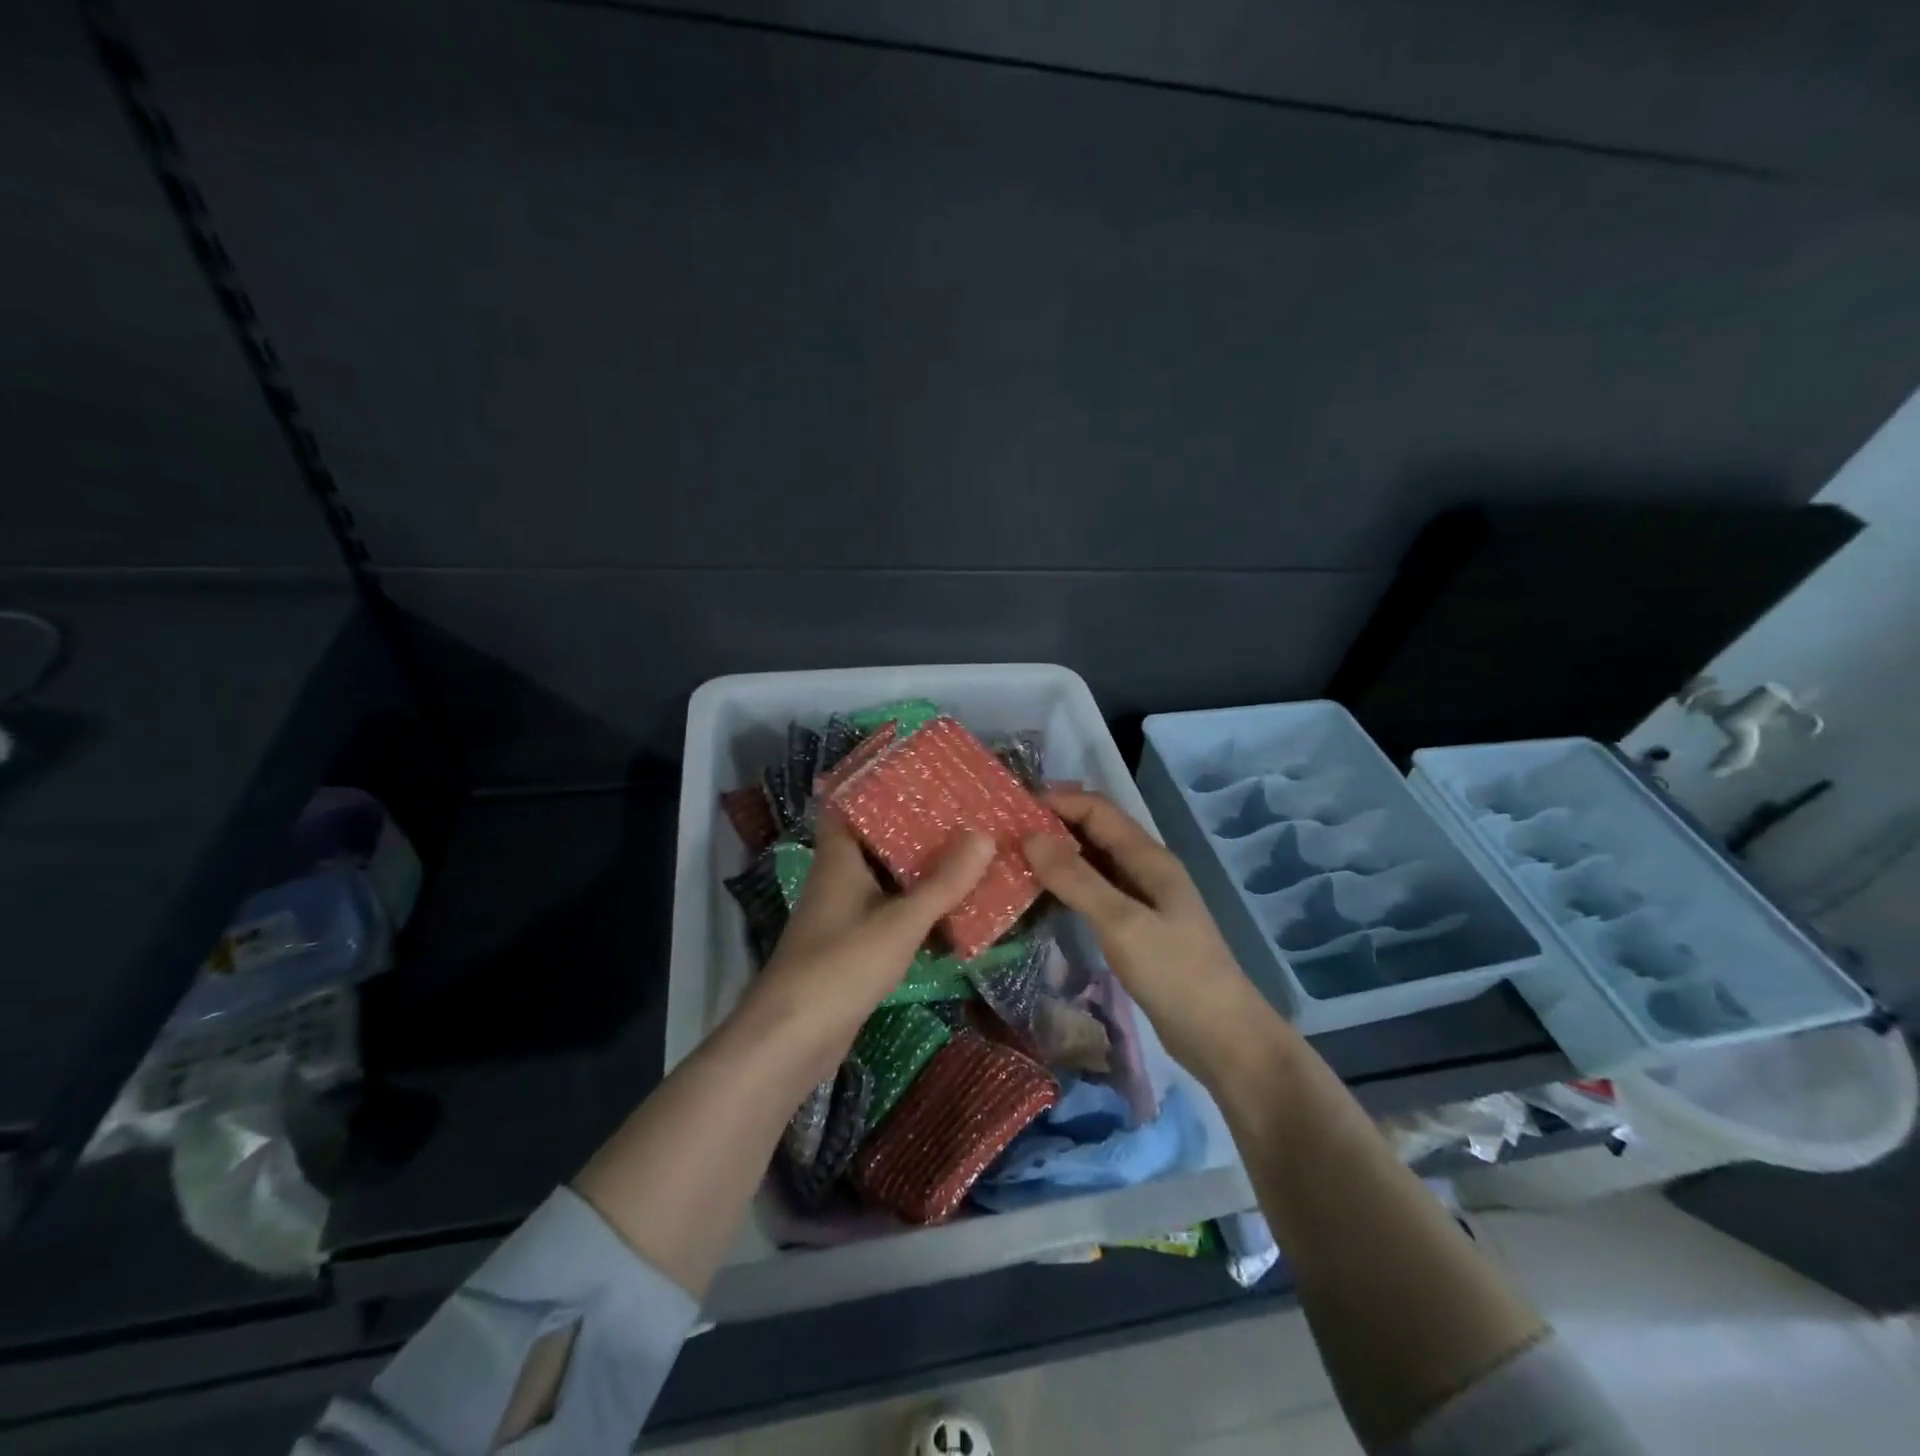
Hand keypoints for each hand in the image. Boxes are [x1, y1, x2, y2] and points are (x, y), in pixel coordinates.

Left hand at [739, 811, 996, 1077]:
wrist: (793, 1038)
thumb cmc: (841, 965)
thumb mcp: (900, 921)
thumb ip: (943, 883)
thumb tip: (983, 835)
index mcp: (839, 858)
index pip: (849, 805)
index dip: (879, 786)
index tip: (921, 773)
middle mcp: (838, 879)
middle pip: (876, 841)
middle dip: (915, 829)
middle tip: (962, 812)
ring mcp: (843, 914)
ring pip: (885, 880)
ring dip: (919, 870)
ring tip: (967, 852)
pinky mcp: (852, 947)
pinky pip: (889, 914)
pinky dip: (916, 908)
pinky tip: (951, 908)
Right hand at [1023, 788, 1266, 1075]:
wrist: (1221, 1036)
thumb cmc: (1175, 973)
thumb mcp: (1121, 923)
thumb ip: (1076, 880)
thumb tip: (1030, 837)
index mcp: (1148, 858)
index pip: (1097, 810)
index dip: (1057, 802)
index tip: (1011, 809)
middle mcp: (1145, 869)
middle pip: (1095, 832)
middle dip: (1053, 826)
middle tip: (1004, 834)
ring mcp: (1142, 899)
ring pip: (1093, 863)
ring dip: (1057, 857)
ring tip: (1013, 861)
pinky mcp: (1135, 927)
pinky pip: (1095, 893)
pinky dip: (1067, 887)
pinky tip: (1040, 898)